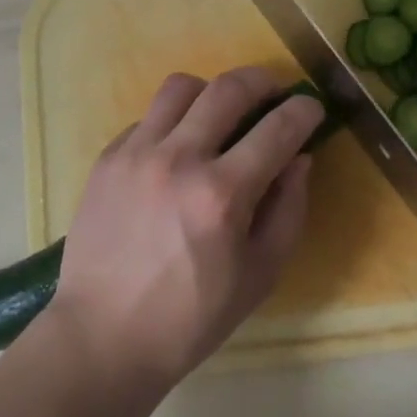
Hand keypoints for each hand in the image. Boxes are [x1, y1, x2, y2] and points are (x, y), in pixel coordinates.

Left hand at [48, 68, 318, 392]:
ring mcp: (137, 152)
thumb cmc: (191, 318)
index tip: (312, 107)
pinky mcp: (109, 156)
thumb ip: (287, 210)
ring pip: (181, 87)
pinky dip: (172, 122)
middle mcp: (179, 159)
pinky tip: (176, 150)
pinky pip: (148, 117)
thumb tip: (298, 158)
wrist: (104, 336)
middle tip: (274, 92)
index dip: (303, 111)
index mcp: (221, 194)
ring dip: (211, 91)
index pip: (277, 129)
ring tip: (220, 112)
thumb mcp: (259, 276)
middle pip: (228, 88)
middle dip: (262, 81)